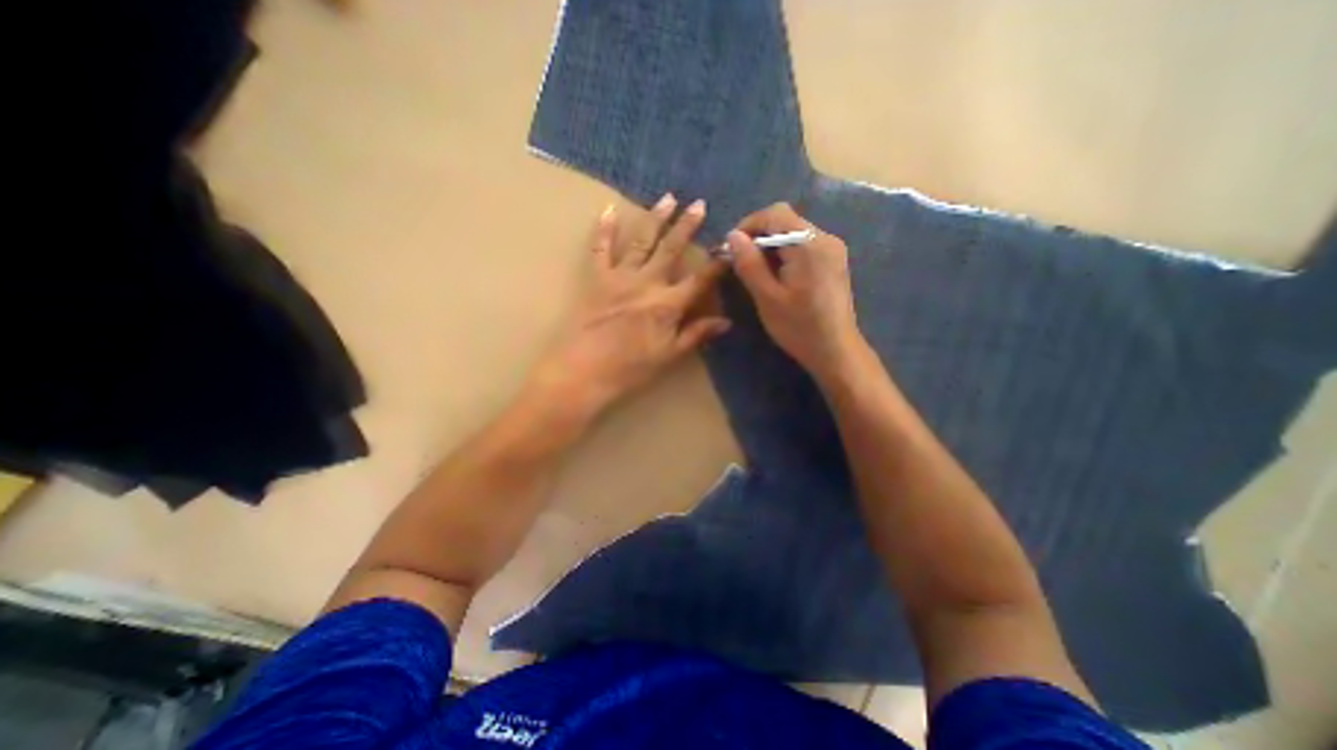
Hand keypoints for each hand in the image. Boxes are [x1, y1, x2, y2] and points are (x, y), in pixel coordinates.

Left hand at [530, 193, 728, 421]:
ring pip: (642, 241)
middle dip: (687, 226)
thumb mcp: (669, 355)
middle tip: (699, 204)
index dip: (716, 264)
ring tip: (668, 198)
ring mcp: (620, 277)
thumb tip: (726, 322)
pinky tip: (609, 209)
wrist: (584, 370)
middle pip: (671, 250)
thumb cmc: (630, 367)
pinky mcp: (597, 278)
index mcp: (668, 304)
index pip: (699, 280)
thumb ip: (696, 334)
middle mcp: (647, 283)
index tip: (730, 247)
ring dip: (656, 219)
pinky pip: (600, 249)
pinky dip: (604, 229)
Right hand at [726, 201, 862, 378]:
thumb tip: (732, 235)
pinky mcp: (833, 262)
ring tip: (756, 271)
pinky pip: (804, 245)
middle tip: (740, 261)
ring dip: (771, 246)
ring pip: (794, 233)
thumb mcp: (767, 297)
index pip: (775, 214)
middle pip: (786, 221)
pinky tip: (777, 276)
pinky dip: (785, 253)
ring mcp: (833, 249)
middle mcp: (825, 238)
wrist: (836, 351)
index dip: (748, 225)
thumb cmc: (799, 327)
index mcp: (809, 244)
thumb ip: (749, 263)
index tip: (731, 247)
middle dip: (759, 236)